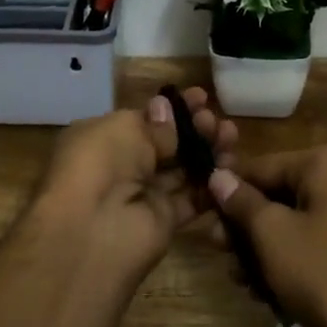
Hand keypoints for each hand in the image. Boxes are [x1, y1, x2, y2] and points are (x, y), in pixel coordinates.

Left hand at [26, 88, 237, 287]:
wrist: (94, 230)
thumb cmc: (102, 162)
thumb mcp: (125, 128)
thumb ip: (154, 123)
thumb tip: (166, 108)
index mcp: (104, 138)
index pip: (146, 119)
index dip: (174, 109)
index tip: (203, 97)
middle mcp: (122, 165)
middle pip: (167, 144)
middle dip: (195, 129)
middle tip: (217, 121)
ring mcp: (143, 195)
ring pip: (183, 169)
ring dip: (208, 153)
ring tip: (231, 138)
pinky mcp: (163, 222)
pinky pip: (192, 199)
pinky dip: (211, 186)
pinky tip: (232, 168)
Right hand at [206, 143, 326, 326]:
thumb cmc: (323, 273)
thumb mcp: (272, 234)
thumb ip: (241, 201)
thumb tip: (217, 176)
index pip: (263, 167)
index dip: (228, 191)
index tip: (200, 212)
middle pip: (277, 194)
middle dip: (245, 227)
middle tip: (218, 251)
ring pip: (290, 222)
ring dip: (261, 250)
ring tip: (241, 280)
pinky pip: (310, 241)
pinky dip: (287, 262)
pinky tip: (265, 292)